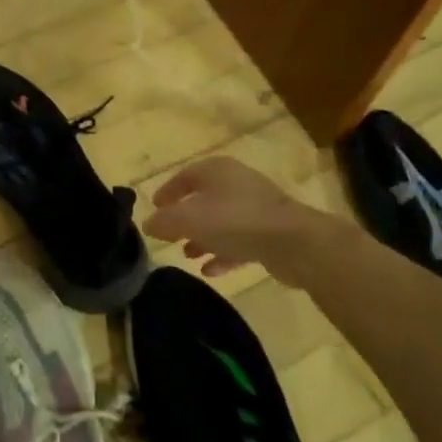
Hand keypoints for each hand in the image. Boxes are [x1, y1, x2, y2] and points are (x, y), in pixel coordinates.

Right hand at [144, 156, 337, 283]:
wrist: (293, 242)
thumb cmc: (235, 220)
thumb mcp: (190, 219)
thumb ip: (165, 221)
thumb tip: (148, 224)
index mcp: (217, 171)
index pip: (185, 176)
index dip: (167, 192)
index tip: (155, 208)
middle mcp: (236, 183)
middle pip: (204, 198)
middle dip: (185, 218)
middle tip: (169, 235)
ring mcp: (255, 208)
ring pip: (221, 221)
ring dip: (203, 238)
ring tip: (187, 255)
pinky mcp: (268, 232)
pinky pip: (238, 241)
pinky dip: (223, 253)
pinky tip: (211, 270)